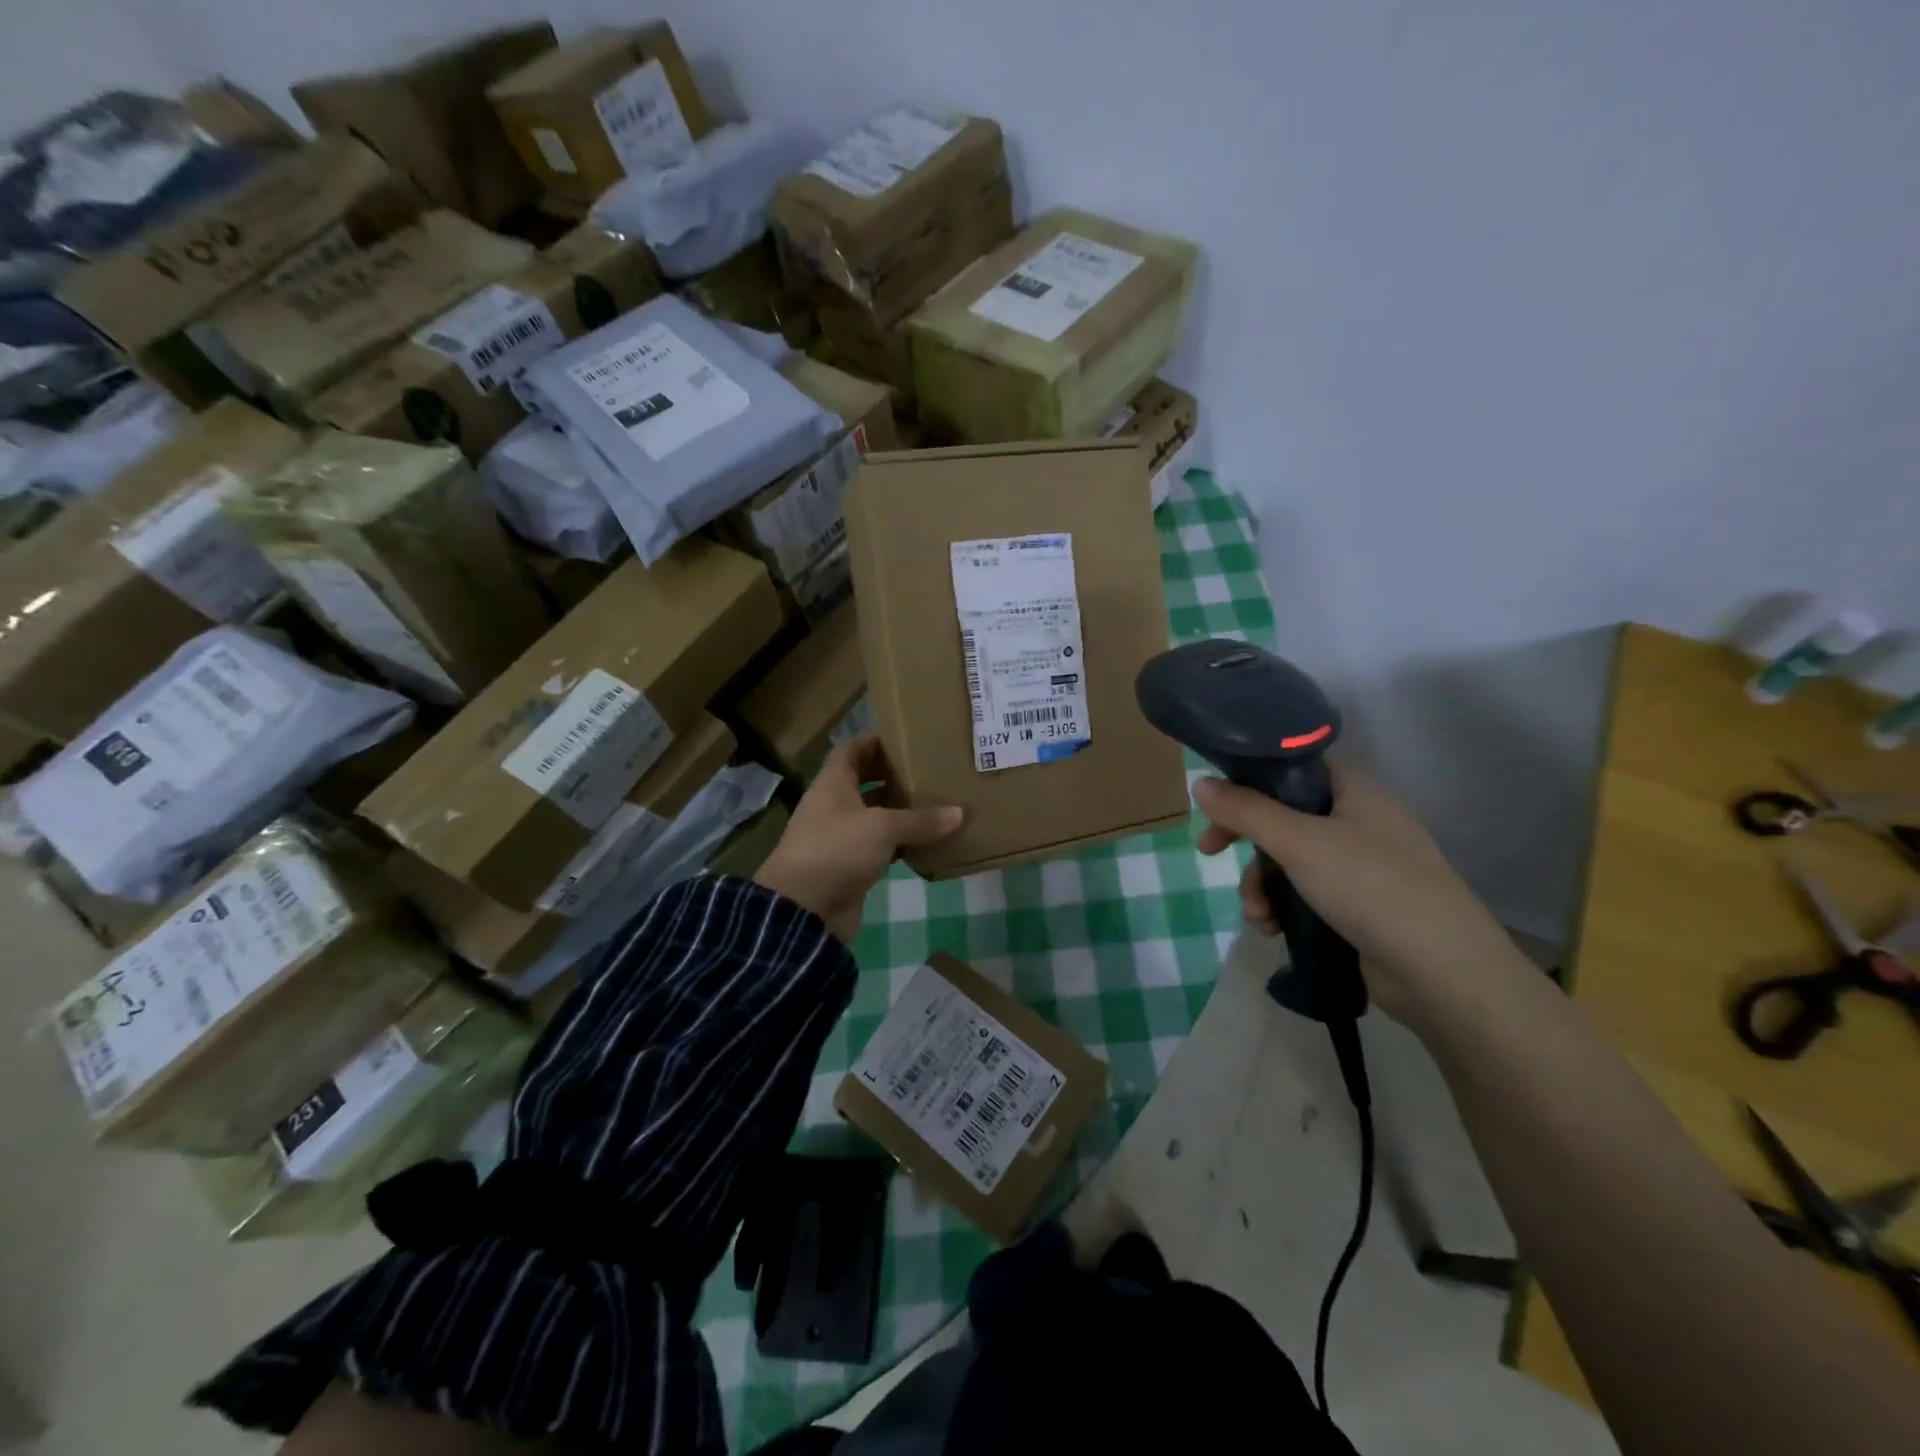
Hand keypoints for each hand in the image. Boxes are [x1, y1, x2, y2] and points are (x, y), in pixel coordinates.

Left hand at [755, 735, 963, 943]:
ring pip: (876, 816)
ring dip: (902, 812)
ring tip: (939, 805)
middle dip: (896, 777)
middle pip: (866, 782)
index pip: (853, 750)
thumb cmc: (836, 850)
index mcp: (833, 783)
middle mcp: (835, 806)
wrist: (803, 911)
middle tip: (932, 772)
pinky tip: (929, 843)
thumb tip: (958, 813)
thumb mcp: (882, 828)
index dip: (877, 741)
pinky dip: (902, 844)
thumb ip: (921, 820)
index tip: (910, 739)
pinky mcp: (850, 866)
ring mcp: (841, 837)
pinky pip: (881, 847)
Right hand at [1192, 765, 1521, 1025]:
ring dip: (1260, 885)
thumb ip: (1245, 810)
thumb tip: (1199, 783)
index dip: (1249, 780)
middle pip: (1283, 816)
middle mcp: (1359, 821)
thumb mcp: (1297, 841)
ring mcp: (1362, 866)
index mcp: (1354, 790)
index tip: (1215, 803)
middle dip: (1245, 841)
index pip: (1292, 767)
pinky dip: (1283, 908)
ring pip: (1289, 860)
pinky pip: (1305, 894)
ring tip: (1258, 915)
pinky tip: (1273, 930)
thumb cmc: (1370, 886)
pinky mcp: (1360, 907)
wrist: (1442, 972)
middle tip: (1208, 852)